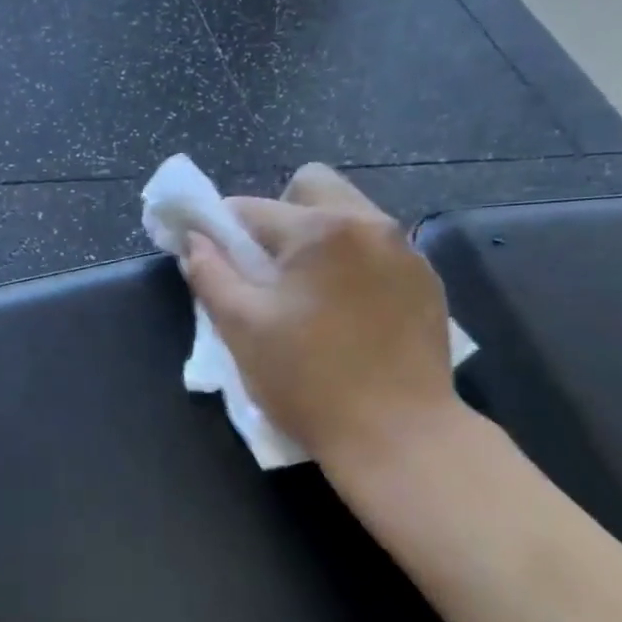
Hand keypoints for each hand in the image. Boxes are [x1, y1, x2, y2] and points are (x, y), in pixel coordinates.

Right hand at [181, 164, 459, 464]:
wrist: (398, 435)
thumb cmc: (307, 381)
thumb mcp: (241, 328)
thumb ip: (210, 274)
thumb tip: (194, 241)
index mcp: (320, 230)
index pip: (251, 207)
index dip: (220, 228)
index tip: (211, 256)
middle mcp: (370, 223)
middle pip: (311, 186)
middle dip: (277, 215)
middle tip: (265, 269)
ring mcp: (406, 250)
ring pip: (348, 214)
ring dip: (316, 238)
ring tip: (306, 293)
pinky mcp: (427, 280)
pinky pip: (376, 248)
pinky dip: (350, 262)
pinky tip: (344, 311)